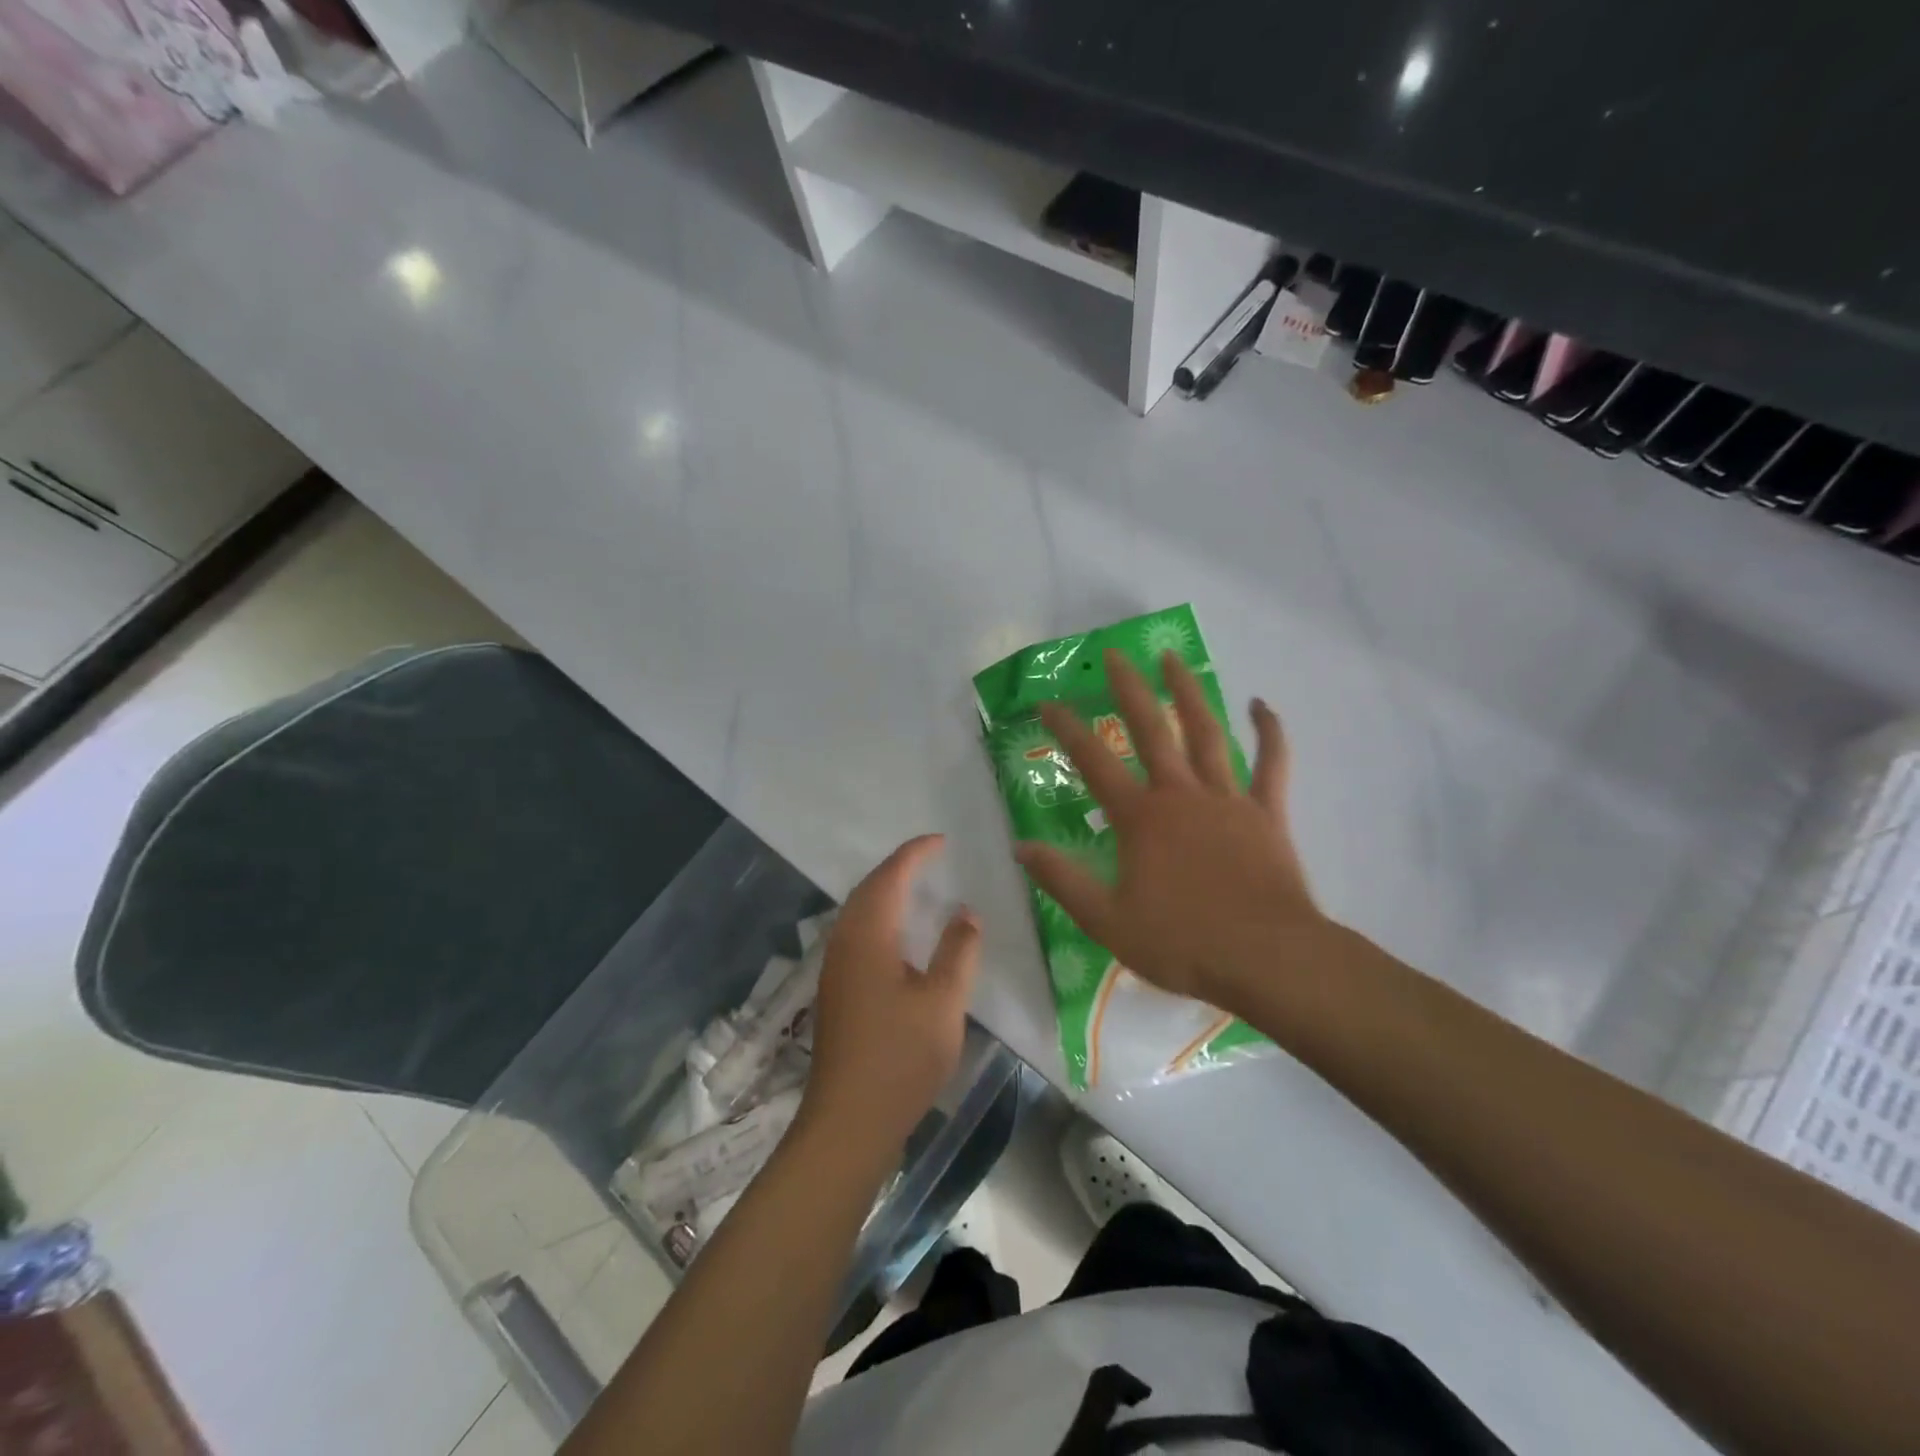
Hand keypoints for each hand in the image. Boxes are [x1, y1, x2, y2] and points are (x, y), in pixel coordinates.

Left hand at [800, 836, 981, 1158]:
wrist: (848, 1122)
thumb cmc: (900, 1058)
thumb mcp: (943, 1002)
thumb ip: (958, 951)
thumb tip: (966, 911)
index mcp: (869, 936)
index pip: (891, 876)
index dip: (915, 853)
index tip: (941, 840)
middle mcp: (844, 942)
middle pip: (869, 888)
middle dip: (898, 867)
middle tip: (931, 857)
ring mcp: (835, 968)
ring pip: (858, 911)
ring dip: (885, 891)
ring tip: (918, 886)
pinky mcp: (835, 990)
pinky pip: (856, 932)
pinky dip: (879, 916)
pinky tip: (898, 935)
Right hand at [1015, 649, 1324, 1012]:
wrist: (1267, 958)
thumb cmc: (1183, 943)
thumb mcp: (1107, 920)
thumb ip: (1063, 881)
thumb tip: (1021, 848)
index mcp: (1140, 819)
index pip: (1093, 763)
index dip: (1067, 730)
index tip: (1047, 703)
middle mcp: (1180, 795)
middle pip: (1151, 730)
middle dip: (1129, 689)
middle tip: (1116, 654)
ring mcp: (1227, 799)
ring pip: (1206, 733)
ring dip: (1188, 693)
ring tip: (1173, 658)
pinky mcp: (1265, 813)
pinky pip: (1271, 764)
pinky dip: (1269, 731)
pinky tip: (1261, 704)